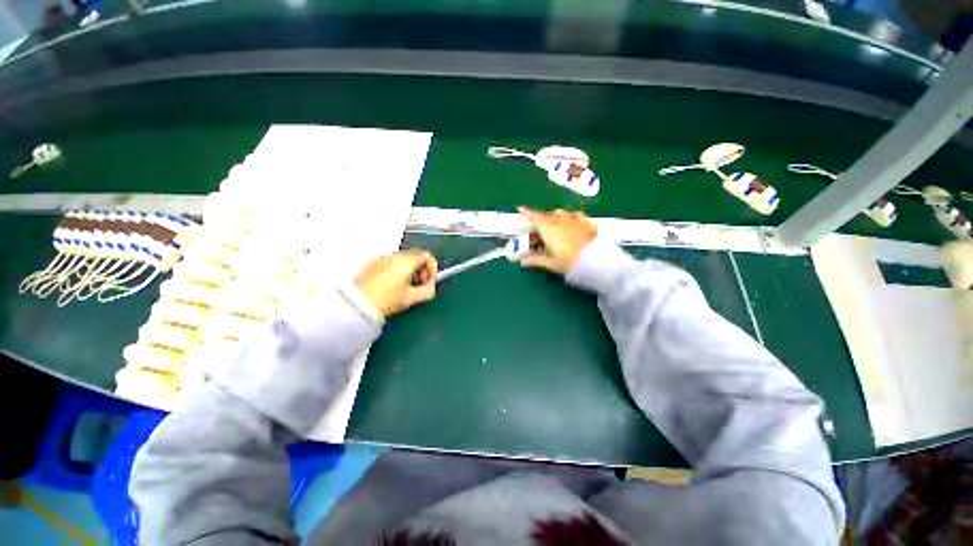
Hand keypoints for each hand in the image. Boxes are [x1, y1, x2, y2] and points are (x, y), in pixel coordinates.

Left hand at [354, 250, 437, 317]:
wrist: (356, 304)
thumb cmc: (386, 300)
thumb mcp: (410, 298)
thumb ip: (427, 291)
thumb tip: (431, 287)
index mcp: (406, 261)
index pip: (427, 256)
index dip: (433, 269)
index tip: (430, 282)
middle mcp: (395, 255)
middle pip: (416, 256)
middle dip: (422, 270)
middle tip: (421, 285)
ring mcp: (383, 258)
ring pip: (404, 259)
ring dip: (411, 271)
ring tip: (408, 287)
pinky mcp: (373, 264)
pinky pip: (393, 263)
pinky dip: (399, 270)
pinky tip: (396, 286)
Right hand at [518, 206, 597, 273]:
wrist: (595, 260)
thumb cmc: (569, 262)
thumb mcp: (551, 263)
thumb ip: (536, 260)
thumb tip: (522, 262)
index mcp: (548, 229)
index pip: (534, 218)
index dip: (527, 212)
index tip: (520, 208)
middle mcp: (560, 221)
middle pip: (547, 215)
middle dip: (540, 218)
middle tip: (537, 225)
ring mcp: (574, 220)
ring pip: (561, 213)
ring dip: (555, 215)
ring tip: (554, 221)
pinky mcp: (586, 223)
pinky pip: (577, 215)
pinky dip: (571, 217)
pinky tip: (573, 220)